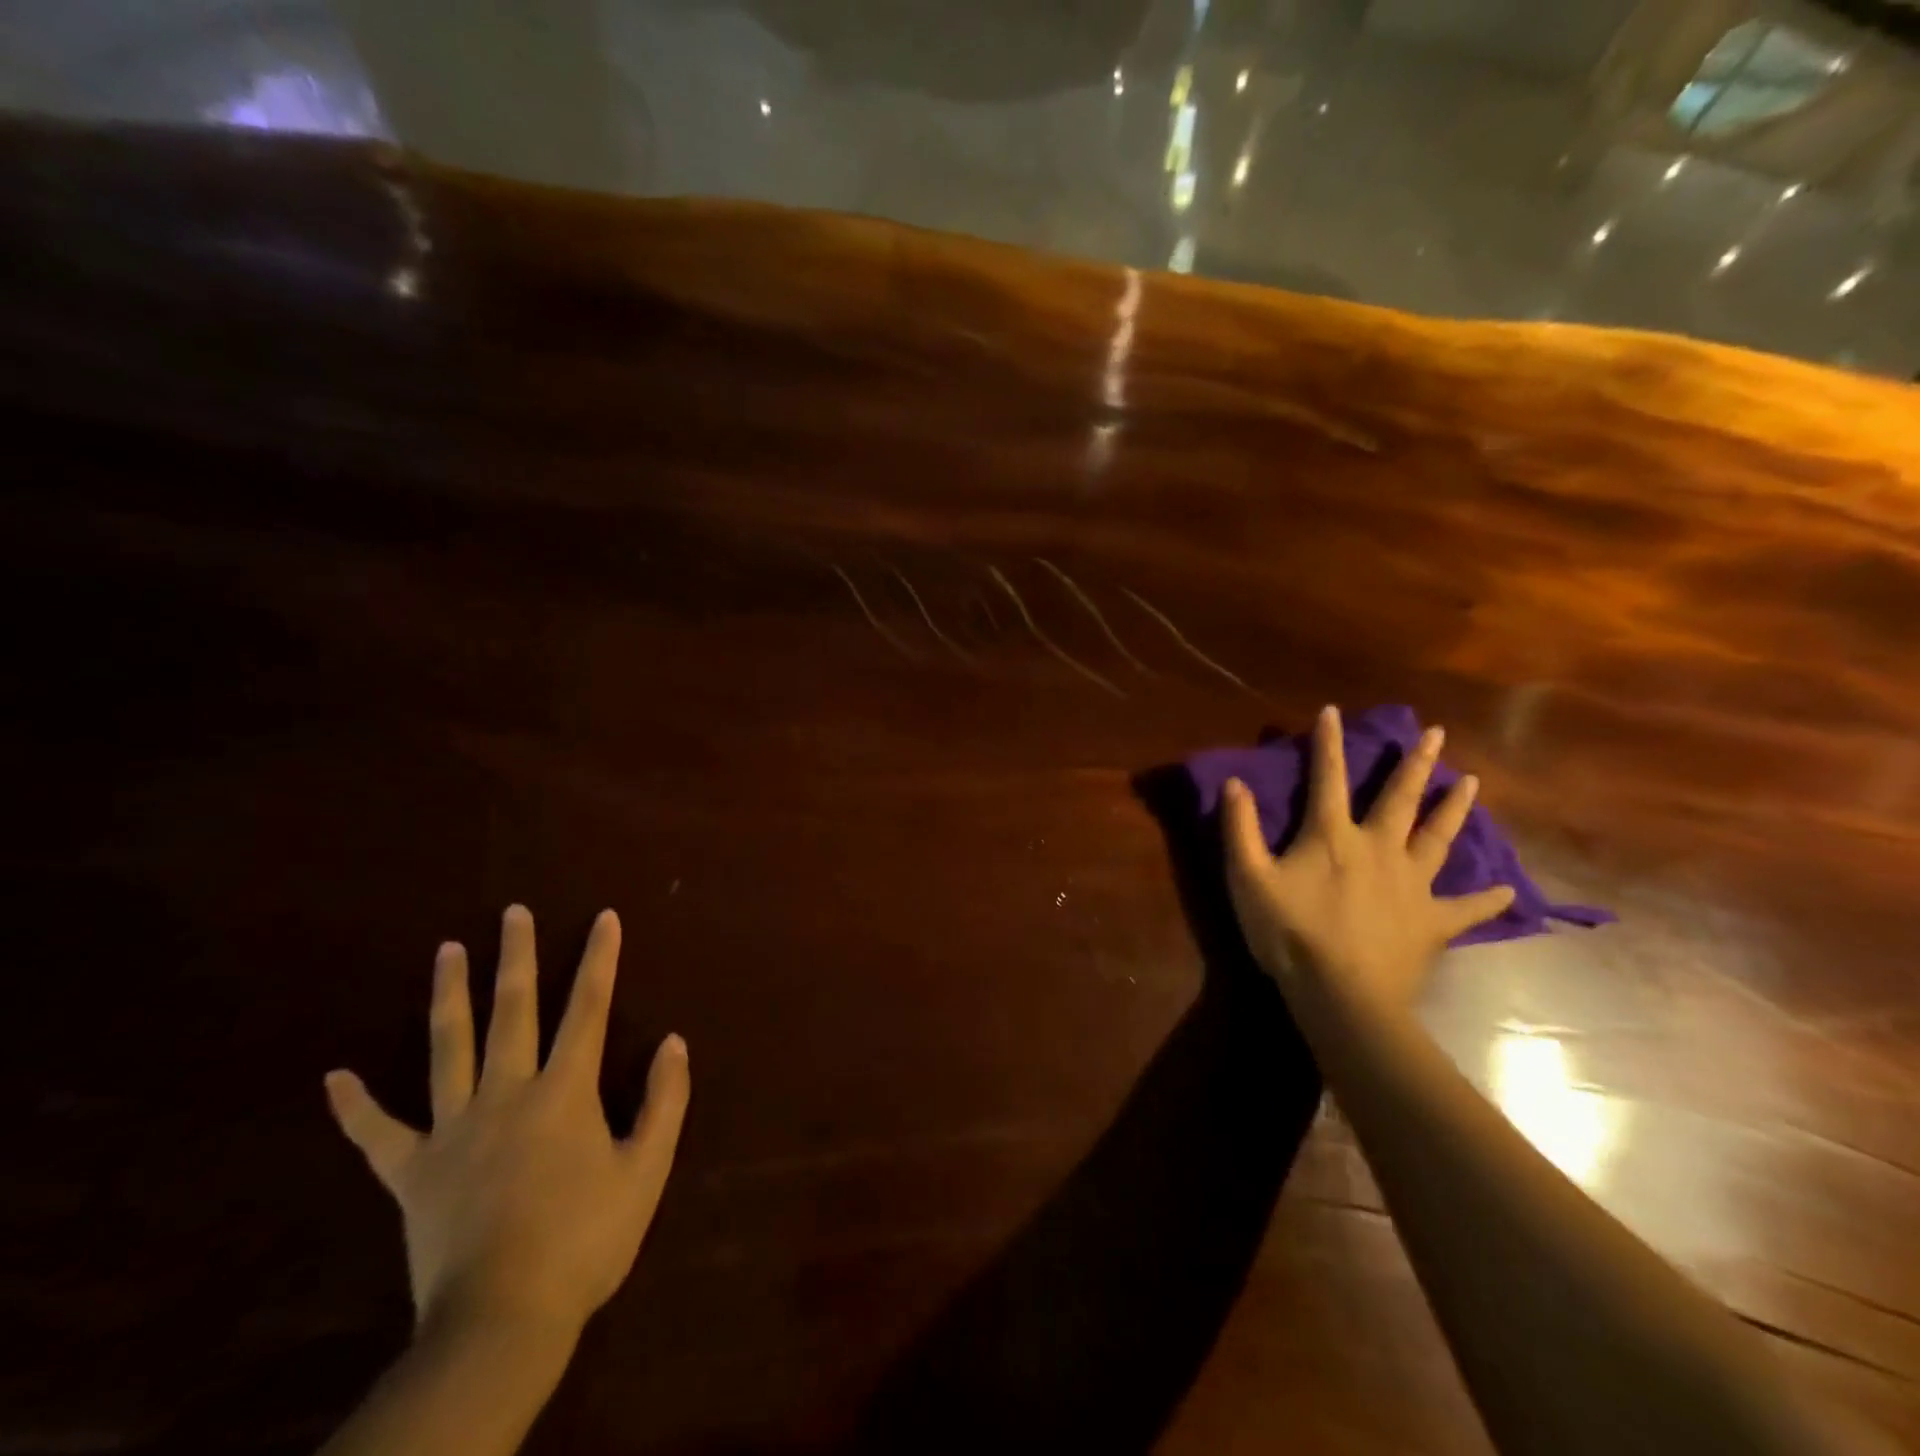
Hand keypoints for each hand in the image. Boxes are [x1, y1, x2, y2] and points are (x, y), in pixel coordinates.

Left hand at [324, 905, 689, 1339]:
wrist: (503, 1322)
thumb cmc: (586, 1240)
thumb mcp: (647, 1169)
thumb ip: (664, 1101)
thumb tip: (674, 1042)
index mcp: (564, 1091)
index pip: (588, 1008)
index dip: (600, 959)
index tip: (604, 917)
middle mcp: (506, 1093)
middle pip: (512, 1010)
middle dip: (516, 956)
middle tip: (512, 912)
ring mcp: (453, 1130)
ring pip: (447, 1048)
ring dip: (448, 996)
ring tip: (447, 950)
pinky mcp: (412, 1172)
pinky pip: (377, 1134)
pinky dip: (355, 1107)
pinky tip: (334, 1077)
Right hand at [1220, 705, 1514, 1014]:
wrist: (1341, 994)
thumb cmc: (1289, 932)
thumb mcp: (1248, 878)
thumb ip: (1240, 828)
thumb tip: (1234, 783)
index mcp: (1333, 836)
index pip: (1328, 778)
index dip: (1328, 743)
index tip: (1333, 711)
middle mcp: (1379, 848)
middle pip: (1400, 798)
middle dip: (1416, 763)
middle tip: (1436, 734)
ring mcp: (1412, 885)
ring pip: (1437, 838)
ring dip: (1454, 809)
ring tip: (1473, 783)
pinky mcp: (1432, 922)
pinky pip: (1465, 908)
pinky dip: (1487, 899)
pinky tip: (1509, 891)